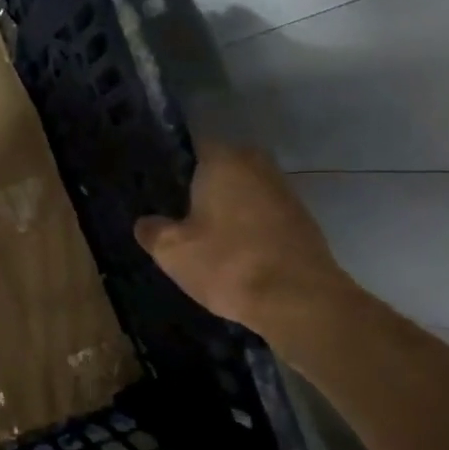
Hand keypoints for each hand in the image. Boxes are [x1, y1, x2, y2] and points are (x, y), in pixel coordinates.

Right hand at [133, 144, 355, 337]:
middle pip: (220, 170)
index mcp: (224, 160)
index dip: (173, 167)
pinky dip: (247, 228)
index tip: (158, 190)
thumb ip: (152, 230)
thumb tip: (146, 222)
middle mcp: (257, 165)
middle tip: (176, 215)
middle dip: (200, 189)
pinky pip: (262, 215)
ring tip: (202, 238)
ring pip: (243, 193)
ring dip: (226, 210)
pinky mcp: (302, 221)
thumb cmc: (228, 263)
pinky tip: (233, 253)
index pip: (191, 147)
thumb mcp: (171, 250)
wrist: (300, 301)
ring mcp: (285, 192)